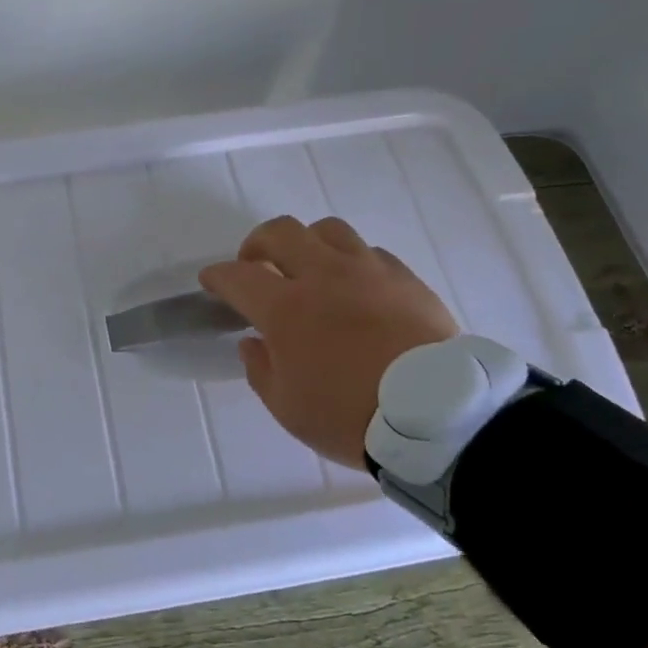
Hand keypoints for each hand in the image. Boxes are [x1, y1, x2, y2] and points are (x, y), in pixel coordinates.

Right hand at [200, 216, 459, 469]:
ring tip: (308, 269)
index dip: (218, 276)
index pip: (238, 276)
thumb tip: (253, 342)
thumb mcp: (287, 407)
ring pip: (327, 230)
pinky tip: (354, 288)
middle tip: (256, 266)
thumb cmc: (349, 416)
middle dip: (257, 244)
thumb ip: (261, 369)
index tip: (212, 282)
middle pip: (281, 232)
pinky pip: (369, 253)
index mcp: (286, 309)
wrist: (435, 416)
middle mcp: (323, 276)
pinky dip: (350, 263)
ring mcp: (368, 272)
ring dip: (307, 244)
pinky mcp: (405, 278)